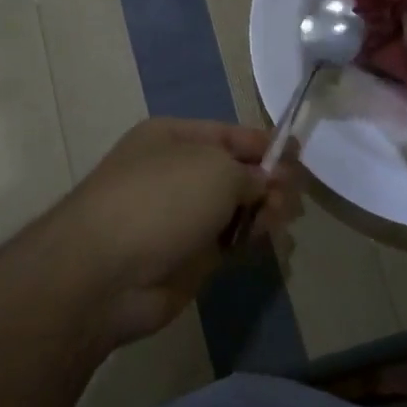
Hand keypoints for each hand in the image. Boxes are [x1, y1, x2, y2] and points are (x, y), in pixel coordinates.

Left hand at [48, 118, 302, 344]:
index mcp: (175, 138)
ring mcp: (181, 216)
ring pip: (236, 207)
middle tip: (292, 196)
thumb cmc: (161, 200)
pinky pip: (229, 239)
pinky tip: (268, 239)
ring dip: (264, 209)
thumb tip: (266, 183)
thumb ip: (251, 173)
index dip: (265, 144)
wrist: (106, 272)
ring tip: (281, 218)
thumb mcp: (216, 168)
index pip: (231, 134)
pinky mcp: (188, 256)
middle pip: (236, 172)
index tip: (299, 156)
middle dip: (269, 180)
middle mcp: (177, 172)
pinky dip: (251, 237)